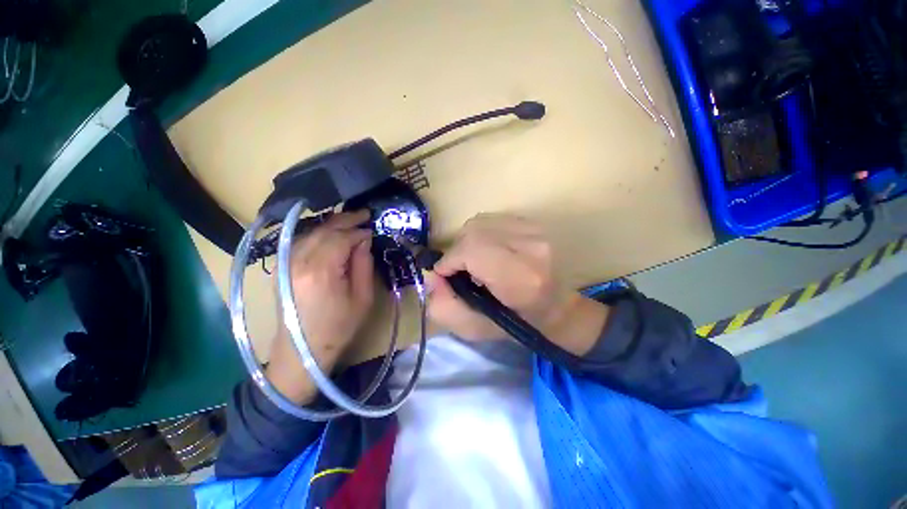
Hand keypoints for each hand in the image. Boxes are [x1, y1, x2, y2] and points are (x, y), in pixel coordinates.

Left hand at [266, 211, 374, 403]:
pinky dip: (318, 233)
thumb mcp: (362, 297)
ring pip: (311, 233)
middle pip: (324, 230)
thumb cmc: (338, 328)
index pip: (341, 238)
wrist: (302, 352)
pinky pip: (302, 242)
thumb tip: (364, 241)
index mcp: (321, 271)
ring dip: (332, 224)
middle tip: (364, 214)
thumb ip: (363, 265)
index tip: (372, 229)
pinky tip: (330, 233)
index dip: (359, 231)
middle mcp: (299, 261)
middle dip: (346, 220)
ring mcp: (286, 263)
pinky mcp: (282, 268)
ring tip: (350, 221)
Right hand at [427, 213, 608, 355]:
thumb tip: (432, 276)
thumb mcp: (474, 328)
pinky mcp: (534, 224)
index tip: (444, 275)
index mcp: (522, 278)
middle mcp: (533, 247)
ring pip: (481, 222)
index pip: (473, 250)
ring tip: (474, 260)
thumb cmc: (517, 323)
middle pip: (474, 232)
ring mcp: (536, 231)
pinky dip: (481, 234)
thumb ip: (445, 307)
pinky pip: (492, 220)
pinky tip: (487, 250)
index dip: (451, 260)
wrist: (557, 307)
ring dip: (468, 241)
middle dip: (457, 251)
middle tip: (458, 269)